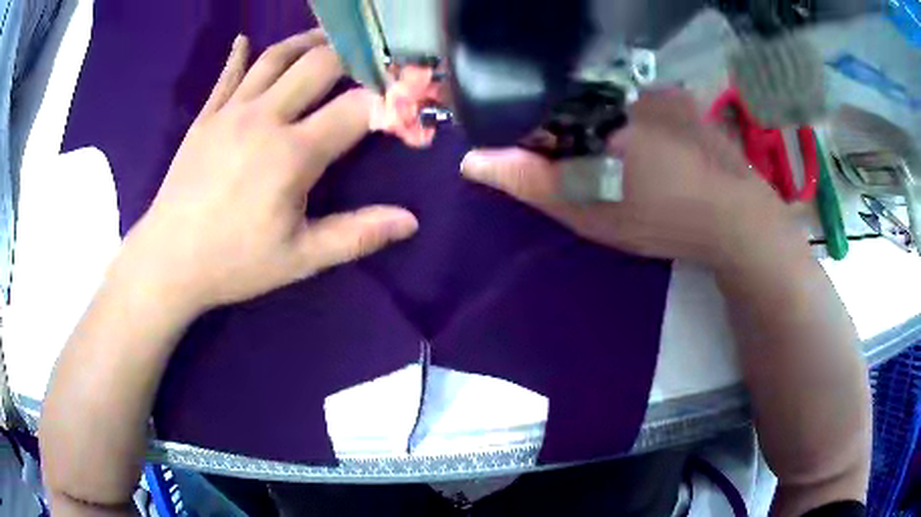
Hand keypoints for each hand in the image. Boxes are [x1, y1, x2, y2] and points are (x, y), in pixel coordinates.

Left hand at [118, 31, 417, 311]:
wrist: (168, 262)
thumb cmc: (234, 263)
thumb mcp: (301, 259)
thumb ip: (357, 235)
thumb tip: (410, 222)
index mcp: (292, 154)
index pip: (357, 109)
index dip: (387, 101)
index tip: (403, 100)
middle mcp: (264, 118)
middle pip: (319, 64)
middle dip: (352, 56)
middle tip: (369, 57)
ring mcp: (230, 112)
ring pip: (275, 58)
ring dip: (306, 42)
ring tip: (326, 38)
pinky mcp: (205, 118)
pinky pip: (227, 75)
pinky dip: (240, 55)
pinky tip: (245, 41)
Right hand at [461, 91, 793, 267]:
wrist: (735, 218)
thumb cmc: (659, 213)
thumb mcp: (588, 208)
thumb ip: (530, 180)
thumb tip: (471, 159)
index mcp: (592, 107)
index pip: (537, 104)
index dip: (529, 129)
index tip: (538, 158)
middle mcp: (620, 85)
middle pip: (573, 100)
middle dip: (570, 129)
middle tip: (590, 168)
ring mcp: (655, 89)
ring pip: (610, 100)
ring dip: (607, 125)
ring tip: (625, 164)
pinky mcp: (682, 101)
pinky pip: (642, 101)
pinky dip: (636, 121)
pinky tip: (653, 151)